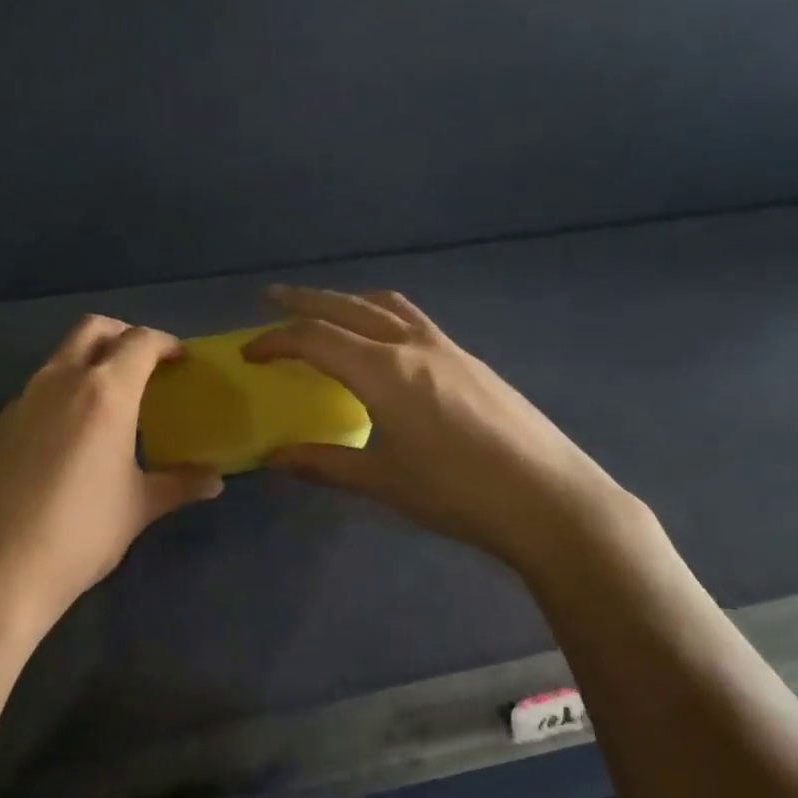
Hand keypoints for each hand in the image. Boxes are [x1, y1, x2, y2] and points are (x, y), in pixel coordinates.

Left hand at [0, 317, 221, 642]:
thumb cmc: (81, 532)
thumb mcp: (138, 508)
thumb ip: (179, 484)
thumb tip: (214, 481)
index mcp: (105, 392)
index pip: (140, 342)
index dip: (165, 343)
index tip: (180, 359)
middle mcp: (61, 381)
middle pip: (93, 329)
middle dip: (123, 335)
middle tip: (145, 365)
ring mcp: (22, 400)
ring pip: (61, 357)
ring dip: (89, 362)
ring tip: (111, 402)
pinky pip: (38, 390)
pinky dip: (63, 392)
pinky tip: (71, 437)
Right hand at [243, 286, 642, 579]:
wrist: (548, 498)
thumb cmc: (458, 493)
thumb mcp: (384, 482)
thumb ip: (326, 464)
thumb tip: (276, 457)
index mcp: (384, 371)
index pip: (315, 338)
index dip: (275, 341)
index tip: (249, 354)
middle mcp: (413, 345)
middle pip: (347, 307)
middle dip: (305, 301)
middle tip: (273, 299)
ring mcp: (447, 348)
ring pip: (387, 306)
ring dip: (349, 301)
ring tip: (327, 311)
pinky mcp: (471, 360)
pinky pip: (414, 321)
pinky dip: (383, 316)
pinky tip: (385, 344)